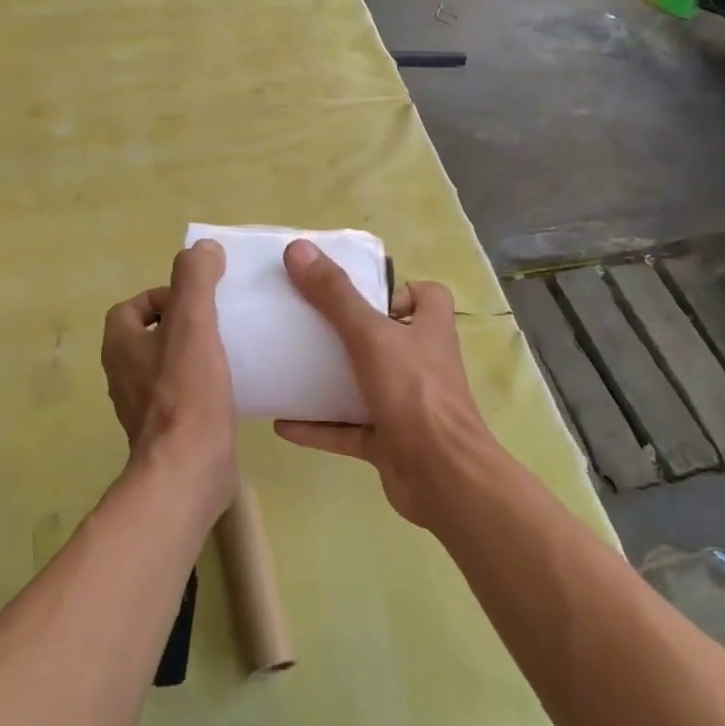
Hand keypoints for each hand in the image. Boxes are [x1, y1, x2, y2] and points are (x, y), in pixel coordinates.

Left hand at [100, 240, 236, 523]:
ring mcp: (142, 407)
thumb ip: (195, 280)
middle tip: (218, 322)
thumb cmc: (187, 393)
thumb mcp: (193, 324)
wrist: (189, 471)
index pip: (131, 307)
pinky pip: (180, 395)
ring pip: (165, 366)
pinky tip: (229, 387)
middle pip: (149, 335)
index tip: (198, 300)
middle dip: (181, 324)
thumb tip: (201, 247)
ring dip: (191, 354)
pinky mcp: (165, 432)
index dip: (162, 296)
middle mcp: (123, 375)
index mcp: (121, 346)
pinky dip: (199, 385)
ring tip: (228, 350)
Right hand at [275, 239, 498, 528]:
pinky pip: (347, 429)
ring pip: (364, 383)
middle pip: (386, 337)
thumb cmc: (414, 392)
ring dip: (331, 379)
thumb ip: (335, 295)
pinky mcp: (389, 441)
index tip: (356, 289)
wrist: (442, 476)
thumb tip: (297, 249)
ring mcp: (405, 404)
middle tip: (307, 322)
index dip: (396, 288)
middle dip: (350, 331)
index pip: (425, 295)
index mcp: (429, 329)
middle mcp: (421, 363)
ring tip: (289, 366)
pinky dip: (318, 426)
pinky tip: (282, 422)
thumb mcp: (371, 335)